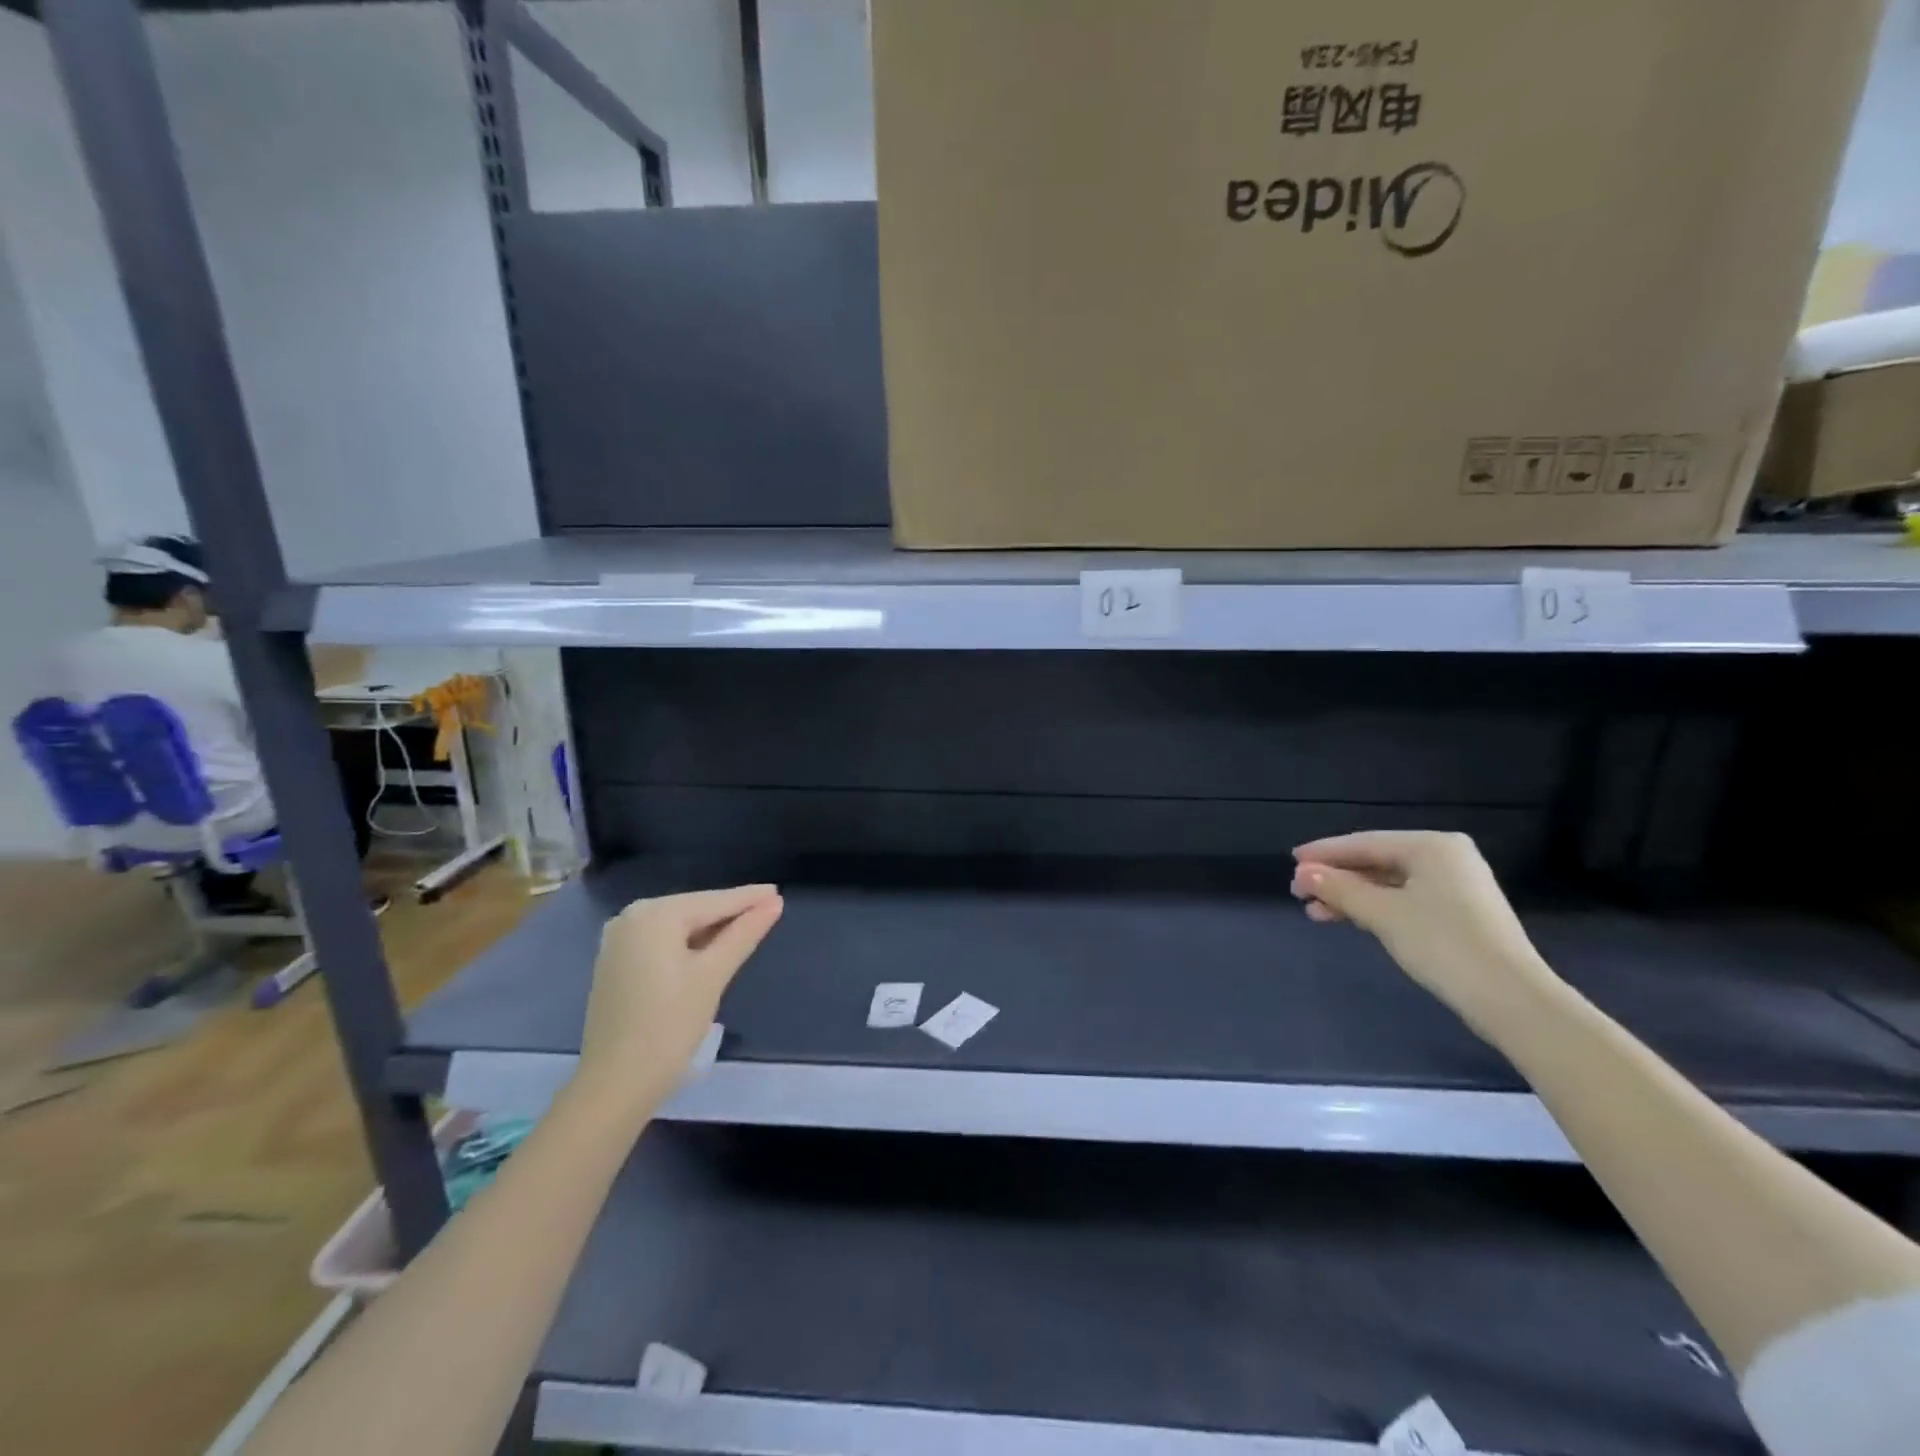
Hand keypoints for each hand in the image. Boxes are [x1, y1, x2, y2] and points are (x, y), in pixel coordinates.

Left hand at [575, 885, 783, 1111]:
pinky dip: (688, 943)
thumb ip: (744, 933)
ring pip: (678, 926)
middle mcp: (631, 917)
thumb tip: (774, 902)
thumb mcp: (713, 975)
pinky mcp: (615, 963)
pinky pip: (661, 942)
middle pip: (694, 910)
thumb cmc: (669, 1026)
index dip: (749, 898)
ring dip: (710, 929)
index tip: (778, 892)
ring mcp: (619, 940)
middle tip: (768, 911)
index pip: (714, 901)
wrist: (615, 1084)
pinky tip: (710, 950)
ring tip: (747, 928)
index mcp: (654, 915)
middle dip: (730, 913)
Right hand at [1291, 831, 1554, 1027]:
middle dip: (1336, 877)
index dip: (1324, 853)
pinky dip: (1374, 908)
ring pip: (1388, 883)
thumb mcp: (1382, 914)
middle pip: (1376, 861)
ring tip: (1315, 911)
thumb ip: (1339, 889)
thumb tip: (1303, 873)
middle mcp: (1446, 858)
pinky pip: (1404, 899)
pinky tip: (1348, 918)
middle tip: (1299, 891)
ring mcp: (1455, 886)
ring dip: (1350, 896)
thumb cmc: (1443, 944)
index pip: (1365, 843)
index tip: (1291, 861)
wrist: (1510, 999)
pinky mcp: (1458, 913)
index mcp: (1432, 846)